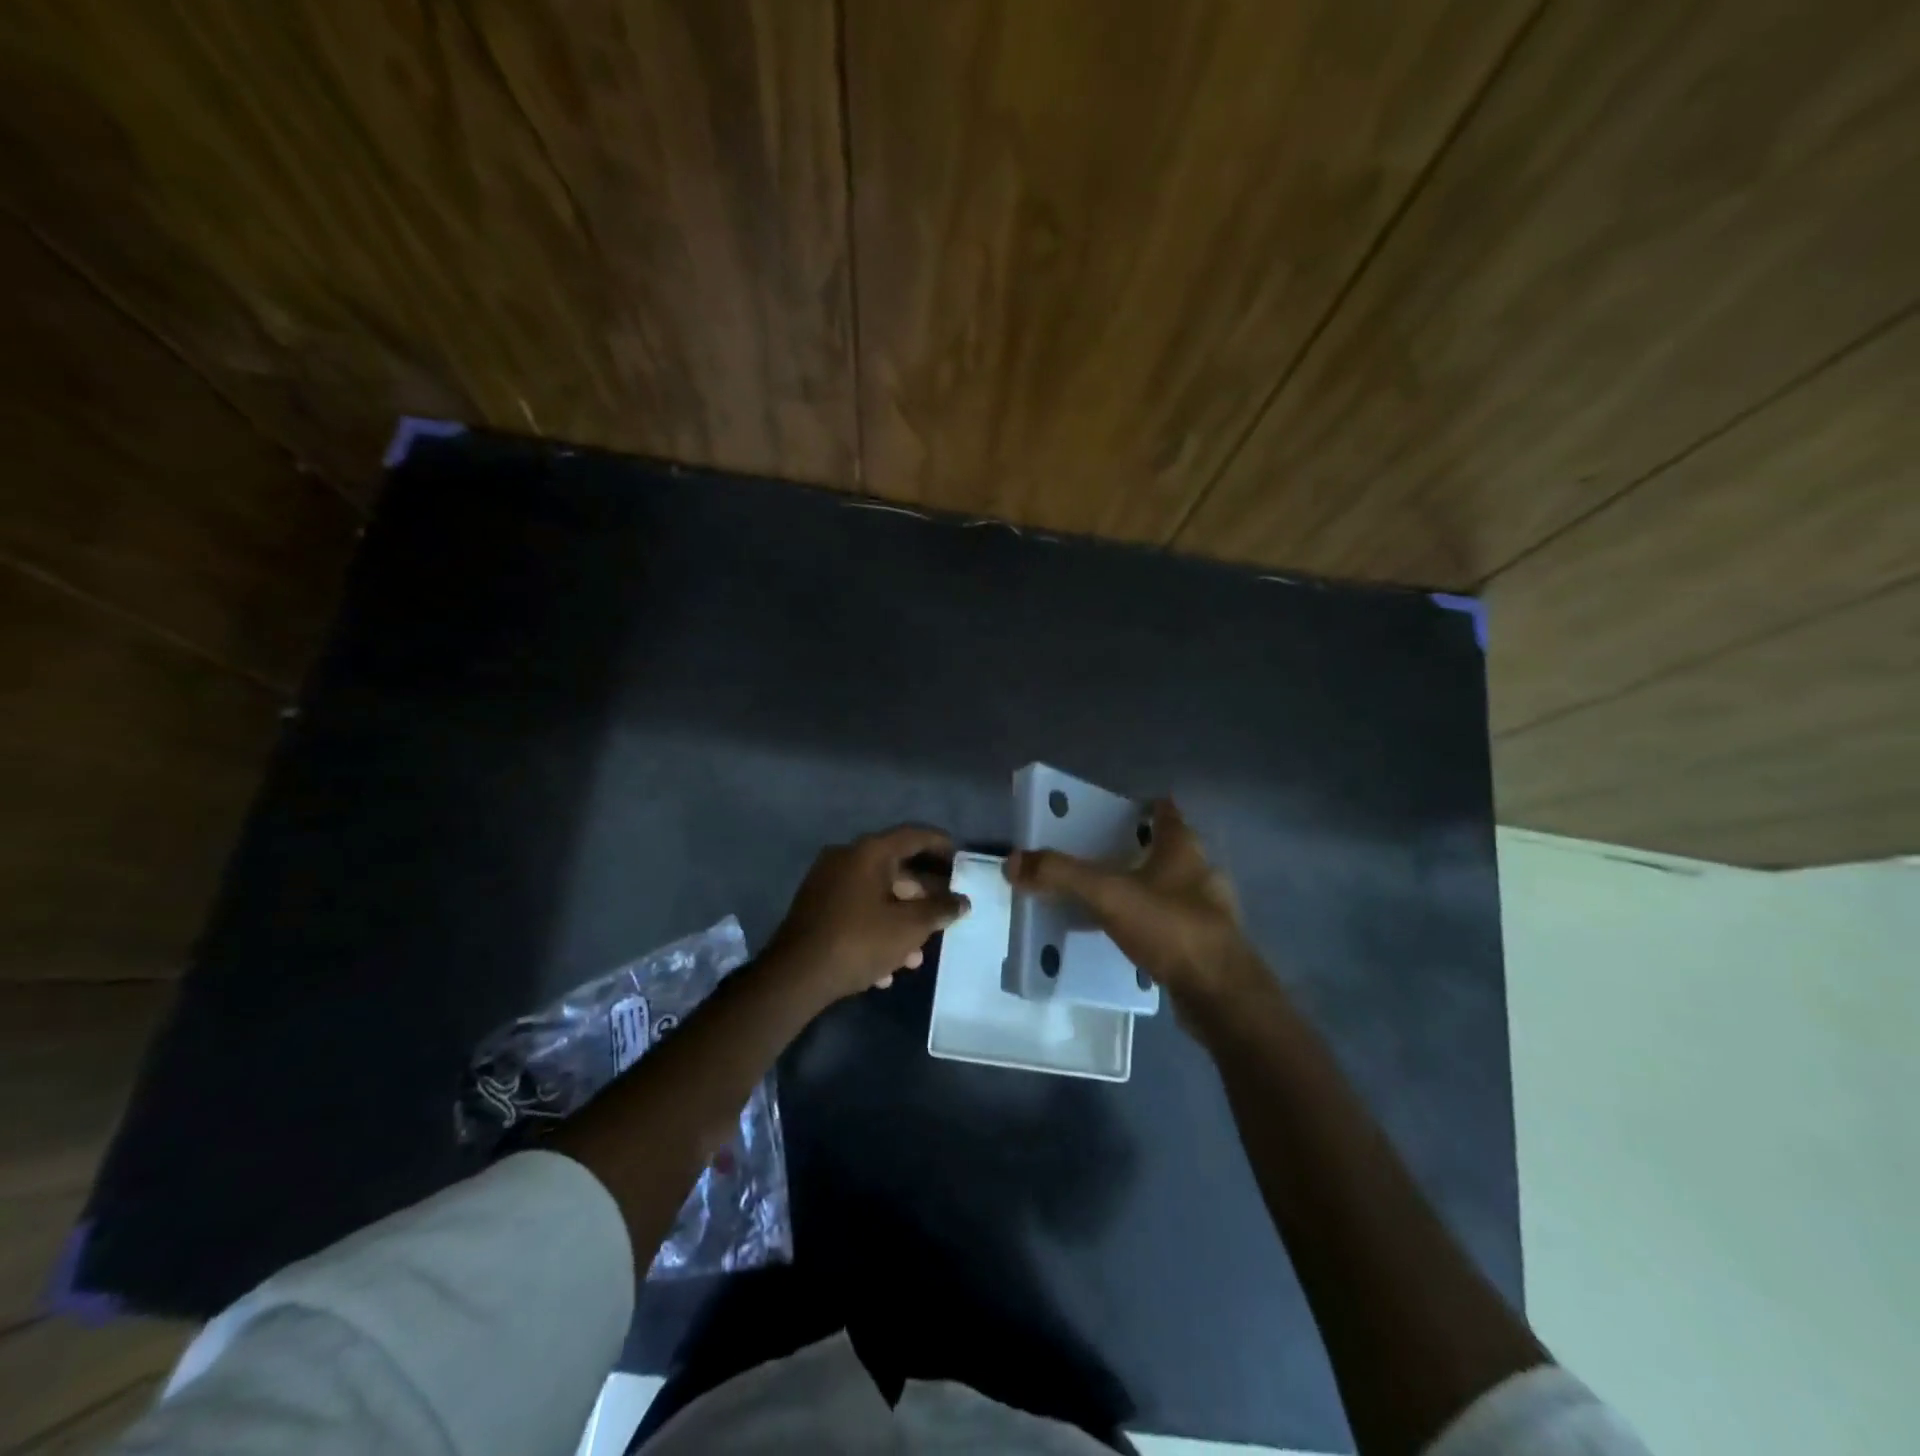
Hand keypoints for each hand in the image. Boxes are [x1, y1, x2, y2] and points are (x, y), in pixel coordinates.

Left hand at [764, 825, 971, 1005]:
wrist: (795, 976)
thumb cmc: (859, 941)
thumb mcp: (909, 927)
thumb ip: (940, 909)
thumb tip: (961, 901)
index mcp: (869, 852)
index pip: (913, 836)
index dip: (940, 844)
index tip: (960, 857)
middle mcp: (846, 858)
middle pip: (895, 869)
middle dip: (922, 897)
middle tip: (945, 915)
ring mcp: (827, 883)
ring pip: (876, 896)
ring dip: (900, 922)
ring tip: (917, 957)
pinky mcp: (815, 909)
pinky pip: (856, 913)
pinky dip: (875, 932)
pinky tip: (887, 968)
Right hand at [1005, 799, 1259, 1012]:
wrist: (1221, 994)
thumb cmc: (1170, 927)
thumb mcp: (1108, 895)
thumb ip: (1061, 875)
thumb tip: (1012, 861)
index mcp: (1183, 849)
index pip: (1166, 812)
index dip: (1147, 805)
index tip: (1123, 807)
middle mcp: (1201, 873)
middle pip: (1171, 849)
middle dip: (1143, 848)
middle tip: (1106, 852)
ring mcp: (1209, 911)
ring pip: (1174, 888)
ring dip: (1148, 887)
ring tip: (1112, 896)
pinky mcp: (1208, 945)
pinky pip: (1173, 923)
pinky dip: (1153, 923)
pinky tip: (1131, 936)